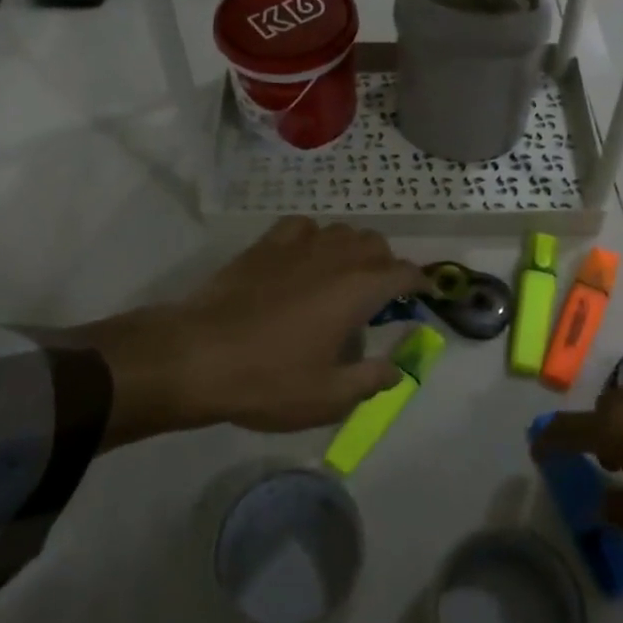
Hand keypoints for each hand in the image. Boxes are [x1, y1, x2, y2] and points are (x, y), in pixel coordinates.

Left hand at [74, 218, 426, 446]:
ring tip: (343, 276)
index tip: (425, 292)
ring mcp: (298, 246)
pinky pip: (303, 226)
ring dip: (352, 249)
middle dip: (386, 264)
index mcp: (357, 290)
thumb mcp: (328, 396)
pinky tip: (304, 258)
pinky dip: (314, 237)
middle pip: (375, 244)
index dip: (420, 281)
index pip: (403, 273)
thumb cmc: (268, 379)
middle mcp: (335, 257)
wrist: (198, 355)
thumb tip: (397, 370)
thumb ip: (371, 380)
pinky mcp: (266, 245)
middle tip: (379, 296)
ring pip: (341, 231)